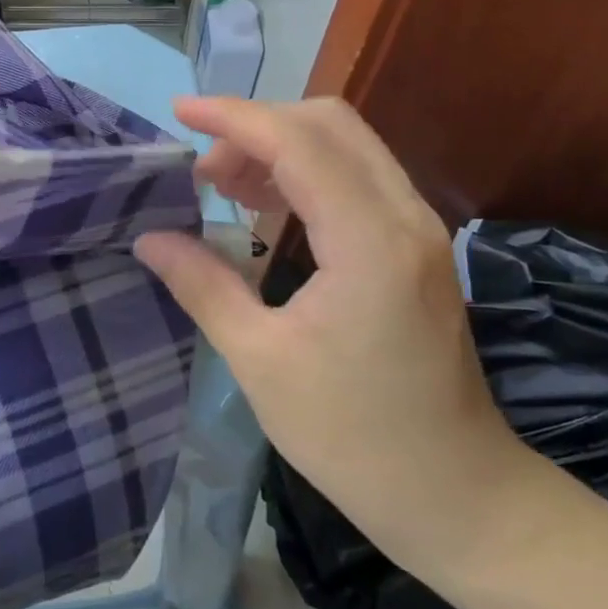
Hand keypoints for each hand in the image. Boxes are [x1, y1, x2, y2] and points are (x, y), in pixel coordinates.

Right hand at [133, 97, 530, 556]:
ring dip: (280, 148)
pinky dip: (306, 174)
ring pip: (346, 146)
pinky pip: (357, 179)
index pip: (298, 142)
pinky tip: (266, 210)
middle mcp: (404, 217)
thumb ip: (203, 285)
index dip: (233, 117)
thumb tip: (149, 239)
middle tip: (203, 170)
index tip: (178, 112)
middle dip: (257, 127)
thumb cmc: (353, 438)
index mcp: (369, 243)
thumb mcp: (260, 362)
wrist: (458, 496)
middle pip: (329, 124)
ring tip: (223, 186)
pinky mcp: (417, 247)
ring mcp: (419, 229)